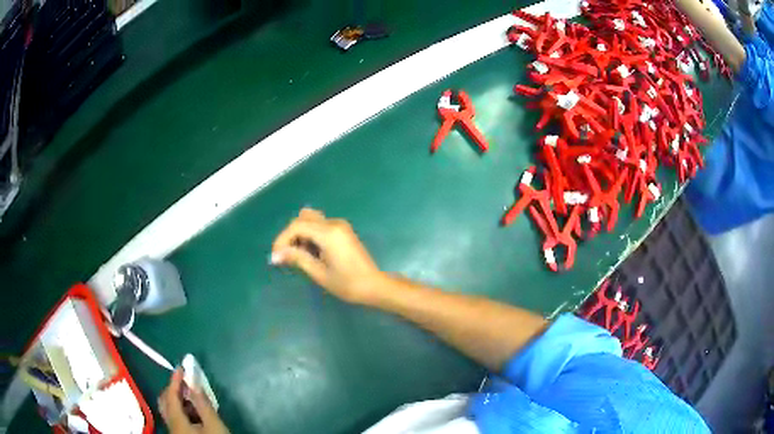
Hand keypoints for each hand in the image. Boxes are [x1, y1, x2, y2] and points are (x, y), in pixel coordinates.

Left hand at [158, 369, 228, 433]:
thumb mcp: (214, 425)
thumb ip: (203, 404)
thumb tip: (194, 383)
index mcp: (176, 421)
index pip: (170, 395)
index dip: (175, 380)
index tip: (181, 367)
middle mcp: (171, 424)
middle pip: (165, 401)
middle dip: (174, 389)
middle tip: (186, 381)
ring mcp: (174, 431)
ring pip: (169, 410)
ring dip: (178, 399)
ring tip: (193, 396)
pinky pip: (175, 417)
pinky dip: (182, 409)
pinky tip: (195, 412)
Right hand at [272, 208, 384, 303]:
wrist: (374, 286)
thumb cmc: (347, 284)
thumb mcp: (319, 273)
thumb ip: (297, 258)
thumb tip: (276, 254)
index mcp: (329, 233)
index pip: (297, 226)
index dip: (282, 239)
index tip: (276, 256)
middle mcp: (334, 223)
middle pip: (304, 218)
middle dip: (291, 235)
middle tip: (288, 256)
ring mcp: (340, 226)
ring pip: (312, 220)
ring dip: (301, 235)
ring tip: (301, 257)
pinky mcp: (343, 231)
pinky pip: (321, 226)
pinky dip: (311, 235)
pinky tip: (312, 254)